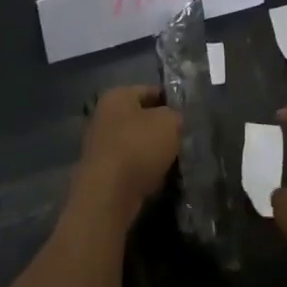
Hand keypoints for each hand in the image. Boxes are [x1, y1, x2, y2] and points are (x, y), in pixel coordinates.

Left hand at [73, 85, 181, 227]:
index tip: (187, 115)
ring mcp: (99, 147)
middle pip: (141, 119)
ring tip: (174, 162)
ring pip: (136, 144)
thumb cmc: (139, 147)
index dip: (171, 101)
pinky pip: (130, 167)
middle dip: (161, 129)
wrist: (108, 196)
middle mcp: (104, 117)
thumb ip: (175, 116)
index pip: (151, 91)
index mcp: (117, 96)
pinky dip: (143, 172)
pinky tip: (158, 180)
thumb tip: (173, 121)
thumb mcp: (170, 122)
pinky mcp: (101, 174)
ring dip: (153, 153)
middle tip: (182, 139)